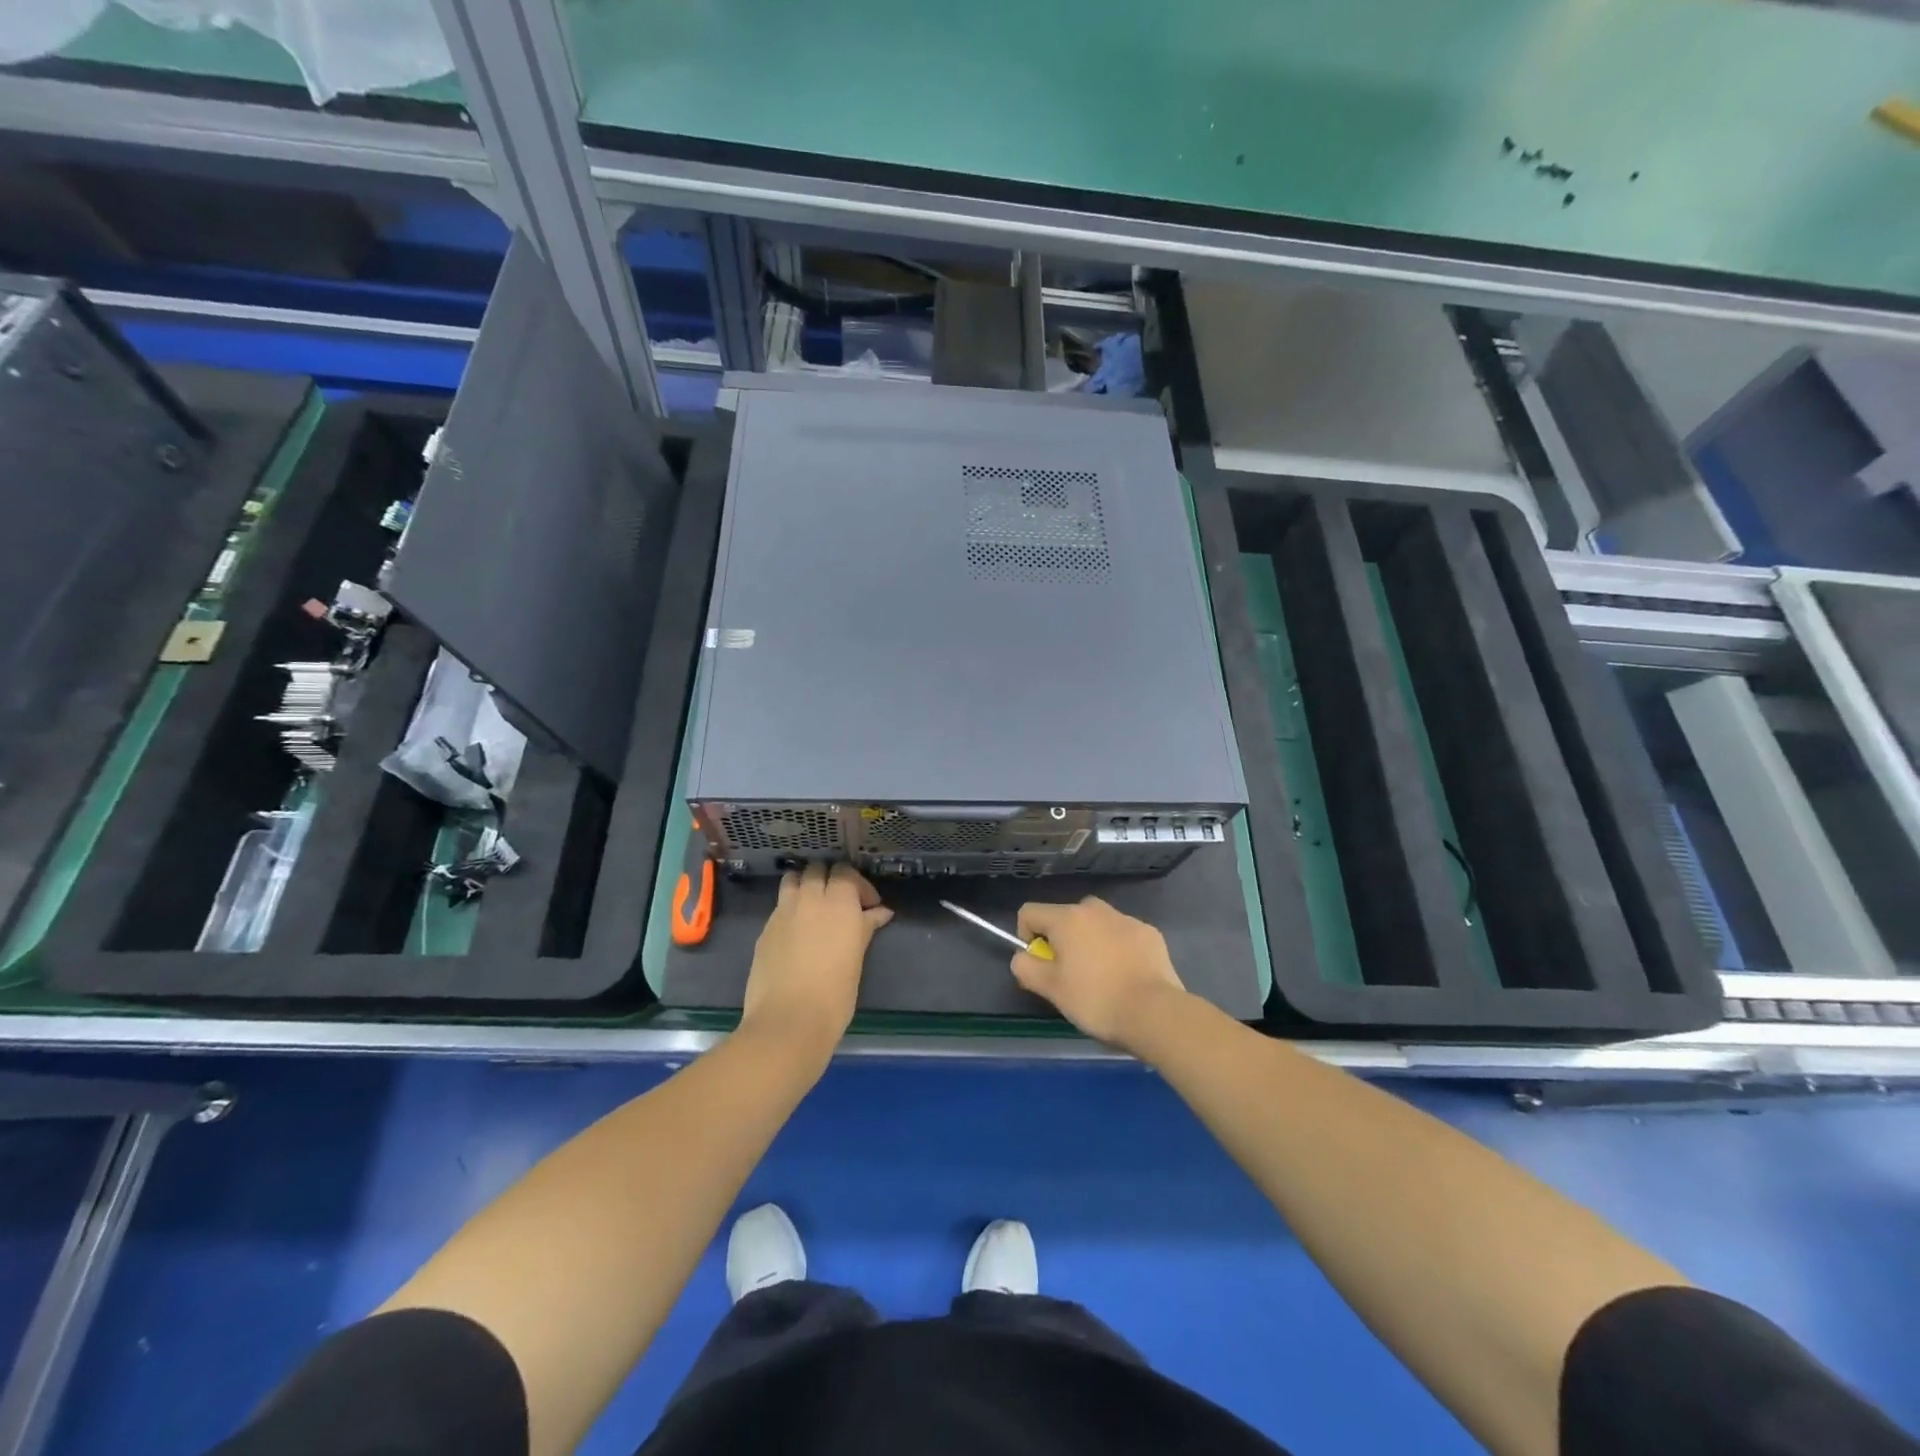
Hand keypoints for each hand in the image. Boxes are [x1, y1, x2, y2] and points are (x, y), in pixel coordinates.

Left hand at [740, 862, 891, 1053]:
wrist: (788, 1021)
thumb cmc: (834, 994)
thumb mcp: (857, 958)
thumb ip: (866, 928)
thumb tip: (880, 912)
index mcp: (838, 902)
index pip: (846, 872)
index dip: (859, 886)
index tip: (869, 907)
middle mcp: (809, 898)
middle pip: (818, 870)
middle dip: (831, 879)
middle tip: (842, 903)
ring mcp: (783, 912)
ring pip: (793, 879)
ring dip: (805, 885)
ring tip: (814, 907)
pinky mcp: (765, 929)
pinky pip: (780, 905)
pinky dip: (791, 907)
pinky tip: (797, 930)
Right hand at [1011, 897, 1189, 1056]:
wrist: (1154, 1012)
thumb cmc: (1095, 999)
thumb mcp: (1050, 989)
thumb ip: (1025, 967)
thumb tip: (1023, 956)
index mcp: (1067, 918)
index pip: (1029, 912)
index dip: (1026, 936)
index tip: (1040, 964)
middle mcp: (1095, 909)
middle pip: (1065, 917)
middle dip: (1061, 940)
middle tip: (1070, 974)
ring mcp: (1126, 919)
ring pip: (1096, 925)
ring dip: (1090, 943)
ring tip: (1101, 978)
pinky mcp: (1150, 933)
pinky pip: (1123, 935)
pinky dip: (1118, 949)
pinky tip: (1127, 976)